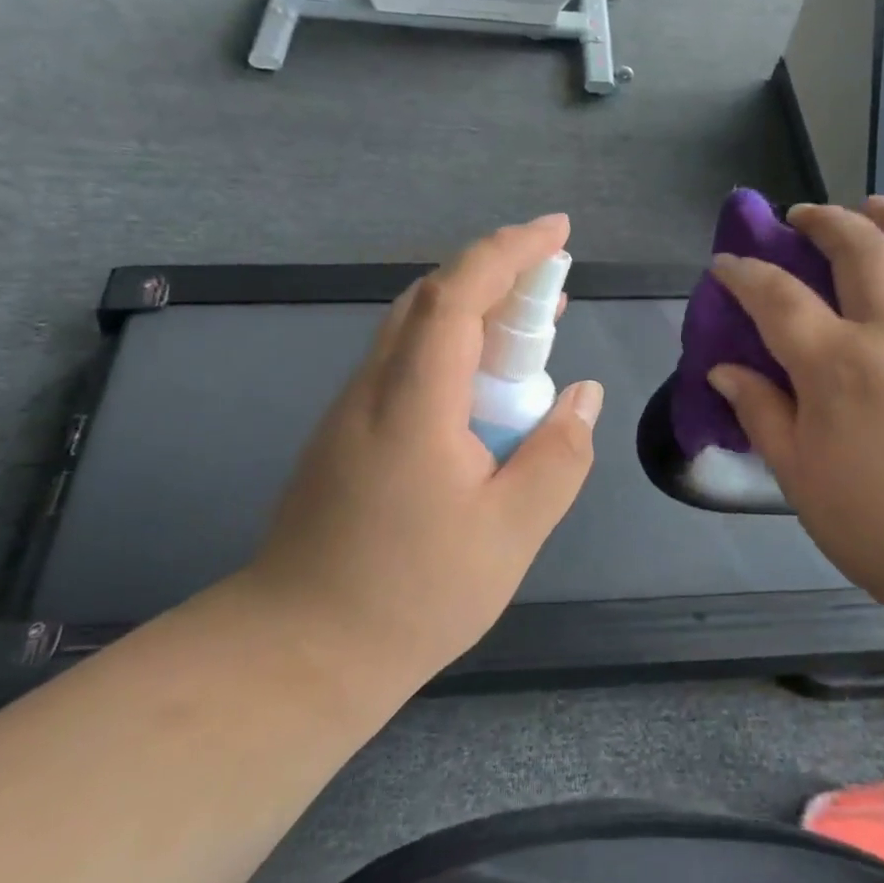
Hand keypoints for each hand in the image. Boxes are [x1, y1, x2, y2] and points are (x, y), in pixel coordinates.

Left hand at [244, 215, 603, 686]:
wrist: (300, 650)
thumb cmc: (412, 595)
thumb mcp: (511, 533)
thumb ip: (557, 456)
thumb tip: (583, 394)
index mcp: (414, 402)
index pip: (458, 294)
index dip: (509, 251)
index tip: (558, 232)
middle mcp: (373, 388)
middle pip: (431, 297)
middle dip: (497, 272)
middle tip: (555, 284)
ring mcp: (351, 410)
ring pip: (414, 328)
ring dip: (475, 310)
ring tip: (532, 329)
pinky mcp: (346, 434)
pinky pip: (405, 363)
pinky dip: (452, 348)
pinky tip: (484, 388)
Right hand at [706, 198, 883, 634]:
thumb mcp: (801, 480)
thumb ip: (762, 415)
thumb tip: (723, 371)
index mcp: (838, 365)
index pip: (777, 297)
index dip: (744, 273)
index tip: (726, 264)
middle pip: (859, 248)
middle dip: (824, 221)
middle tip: (803, 217)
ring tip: (878, 205)